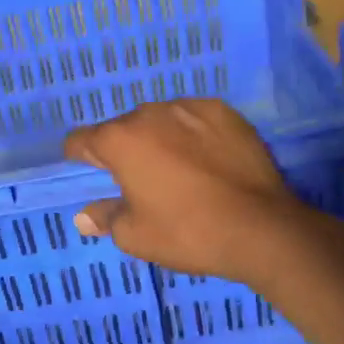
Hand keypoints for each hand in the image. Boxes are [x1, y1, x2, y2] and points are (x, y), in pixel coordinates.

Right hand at [63, 99, 343, 286]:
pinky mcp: (223, 111)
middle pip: (122, 128)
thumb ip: (105, 218)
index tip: (93, 175)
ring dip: (159, 139)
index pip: (81, 140)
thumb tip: (84, 217)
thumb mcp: (135, 235)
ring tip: (180, 170)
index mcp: (119, 140)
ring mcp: (188, 107)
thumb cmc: (188, 232)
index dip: (81, 158)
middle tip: (143, 182)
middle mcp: (149, 113)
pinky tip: (208, 159)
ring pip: (159, 120)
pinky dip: (192, 134)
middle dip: (125, 150)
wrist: (262, 228)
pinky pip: (193, 118)